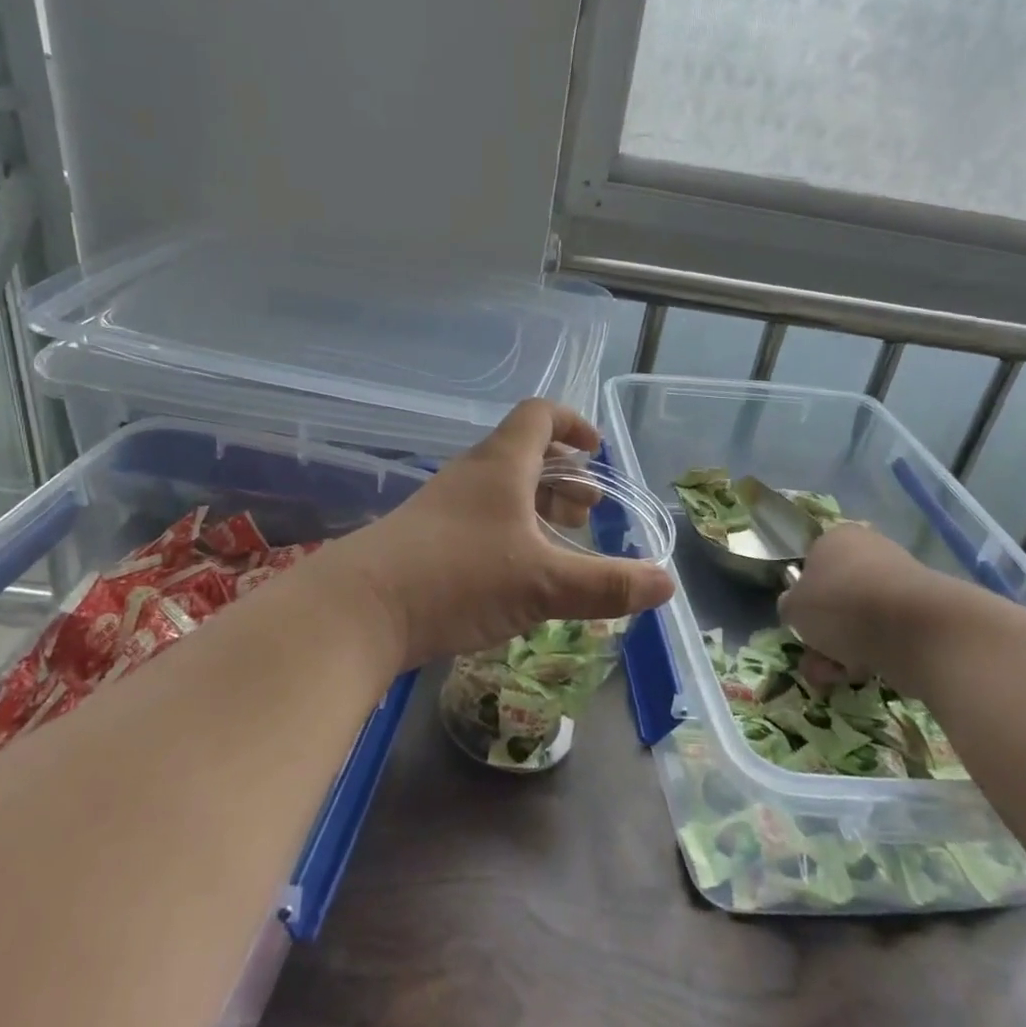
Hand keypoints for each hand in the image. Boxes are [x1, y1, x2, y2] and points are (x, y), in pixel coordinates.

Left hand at [330, 399, 675, 670]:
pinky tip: (520, 574)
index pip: (539, 416)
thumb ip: (607, 584)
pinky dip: (511, 534)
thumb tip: (667, 583)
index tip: (597, 451)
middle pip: (523, 455)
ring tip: (562, 541)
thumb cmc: (459, 576)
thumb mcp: (543, 583)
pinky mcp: (426, 541)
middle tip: (589, 510)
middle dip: (563, 477)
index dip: (573, 424)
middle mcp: (472, 476)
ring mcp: (443, 508)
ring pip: (501, 492)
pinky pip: (480, 522)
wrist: (358, 610)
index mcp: (501, 465)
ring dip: (537, 507)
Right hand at [778, 523, 987, 697]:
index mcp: (836, 538)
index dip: (803, 598)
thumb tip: (796, 609)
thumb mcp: (794, 608)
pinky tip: (866, 675)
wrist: (916, 630)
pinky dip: (875, 654)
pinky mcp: (924, 613)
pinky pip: (888, 634)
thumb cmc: (842, 605)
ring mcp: (900, 581)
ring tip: (837, 676)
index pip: (811, 564)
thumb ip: (789, 607)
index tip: (801, 626)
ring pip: (861, 619)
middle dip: (824, 633)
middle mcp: (870, 551)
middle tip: (816, 659)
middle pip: (837, 596)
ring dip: (844, 649)